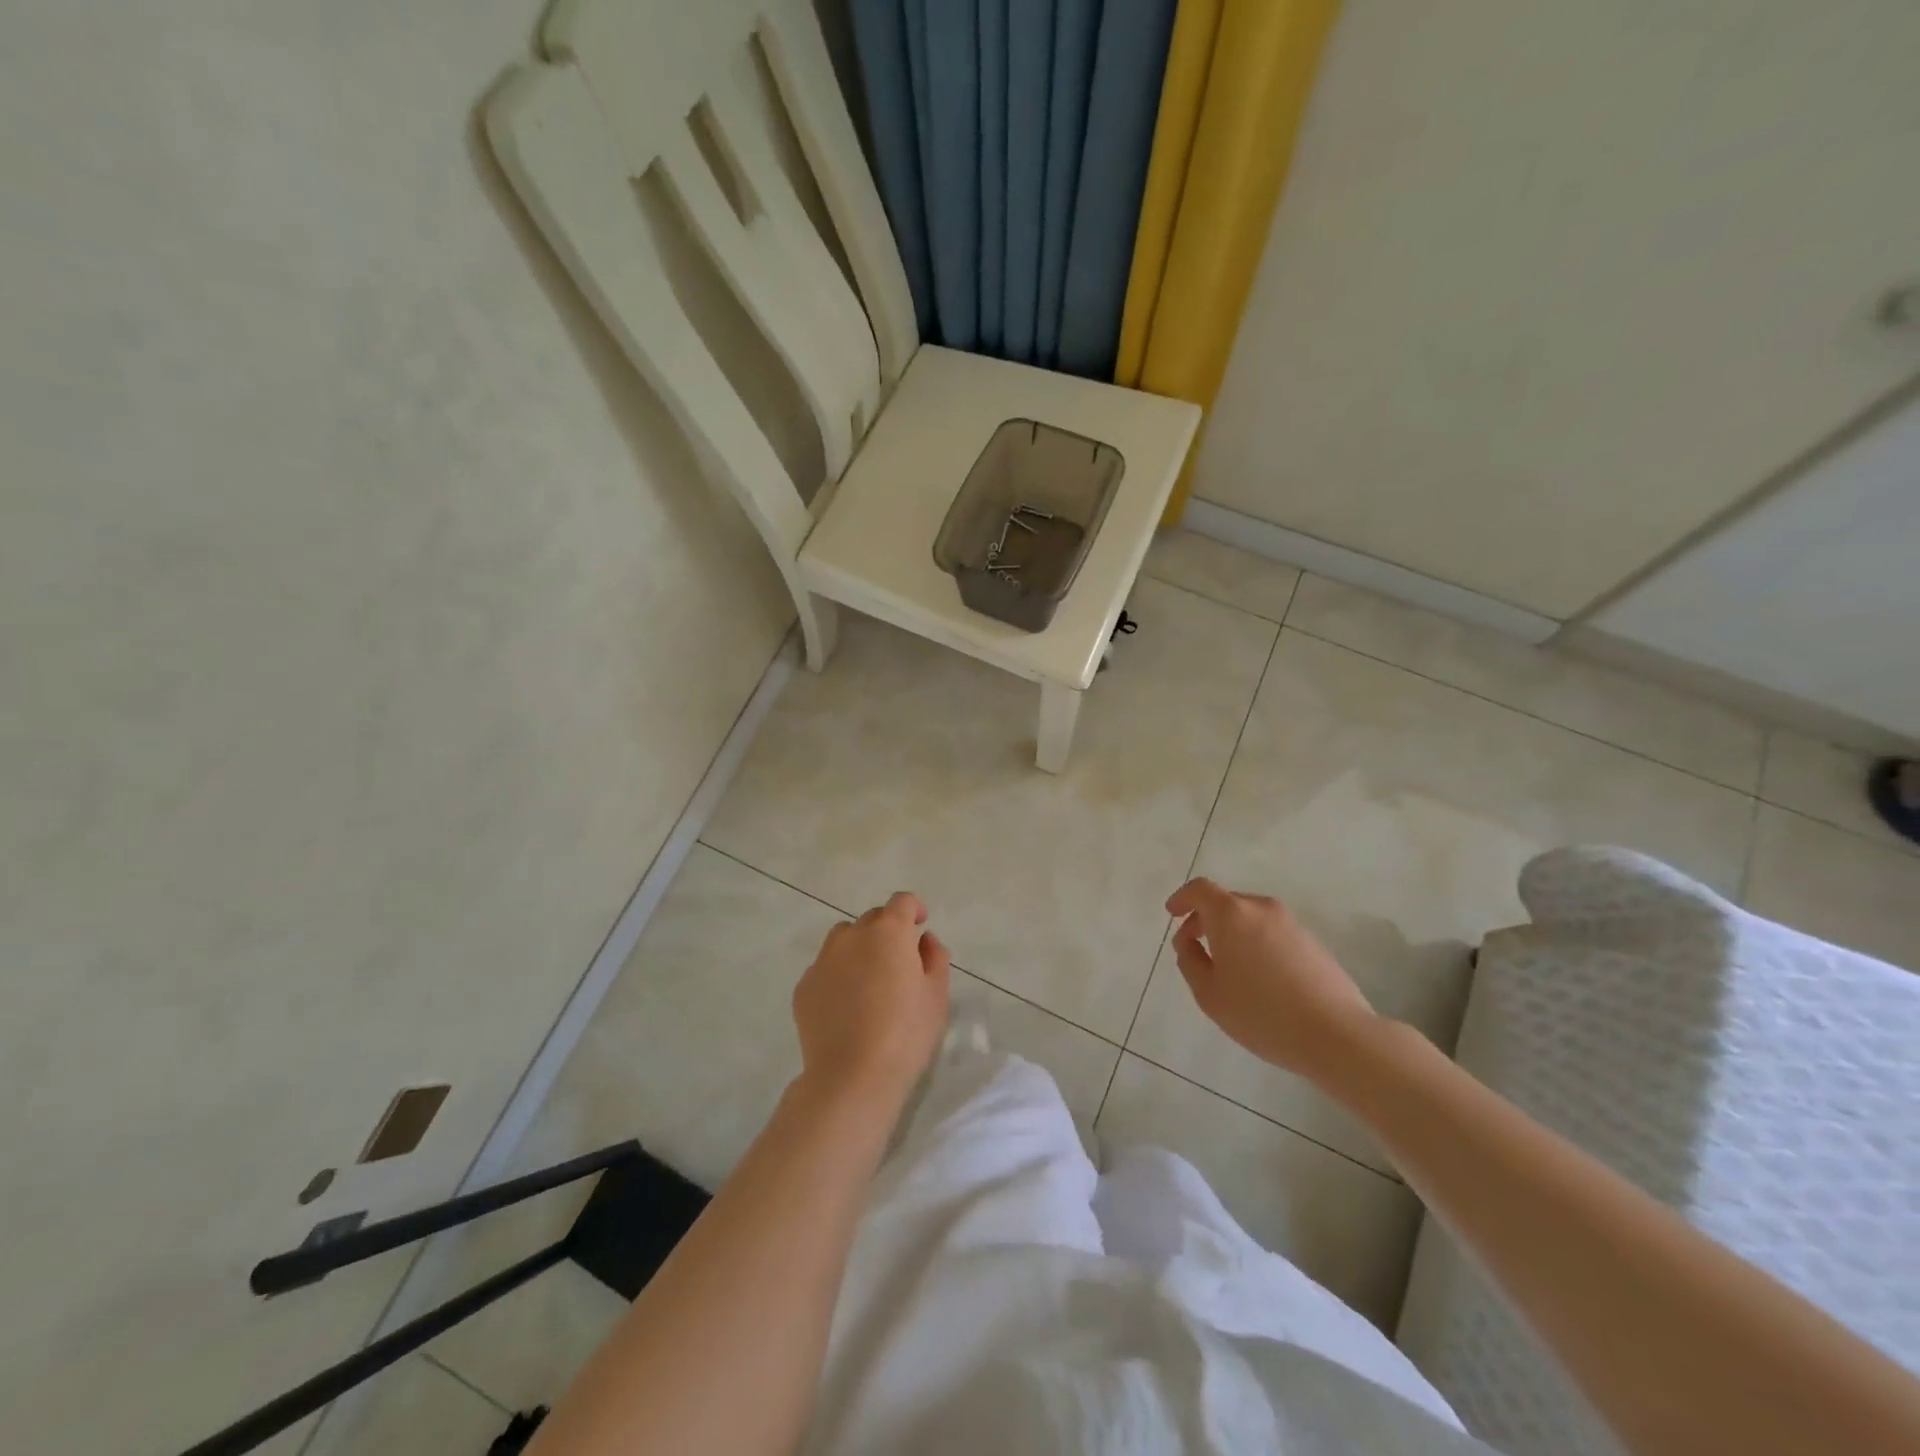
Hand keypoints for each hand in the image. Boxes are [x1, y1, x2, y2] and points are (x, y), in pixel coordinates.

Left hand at [792, 891, 949, 1106]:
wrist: (852, 1077)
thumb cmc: (906, 1034)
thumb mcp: (936, 996)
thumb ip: (935, 958)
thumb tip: (924, 940)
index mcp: (888, 932)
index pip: (902, 902)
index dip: (914, 909)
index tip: (920, 926)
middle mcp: (852, 936)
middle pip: (873, 918)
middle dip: (888, 931)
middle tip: (899, 962)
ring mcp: (823, 960)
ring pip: (844, 939)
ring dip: (860, 948)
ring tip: (870, 981)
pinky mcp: (804, 986)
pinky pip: (825, 968)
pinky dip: (838, 975)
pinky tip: (847, 1007)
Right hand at [1165, 878, 1377, 1081]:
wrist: (1336, 1034)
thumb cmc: (1262, 1013)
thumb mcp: (1209, 993)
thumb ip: (1190, 961)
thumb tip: (1188, 941)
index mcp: (1231, 914)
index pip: (1200, 889)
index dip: (1182, 898)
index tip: (1173, 913)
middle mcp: (1261, 909)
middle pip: (1226, 902)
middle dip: (1205, 919)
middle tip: (1194, 946)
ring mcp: (1291, 924)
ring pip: (1250, 918)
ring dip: (1232, 932)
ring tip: (1227, 968)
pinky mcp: (1312, 942)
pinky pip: (1272, 933)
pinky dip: (1256, 943)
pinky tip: (1259, 978)